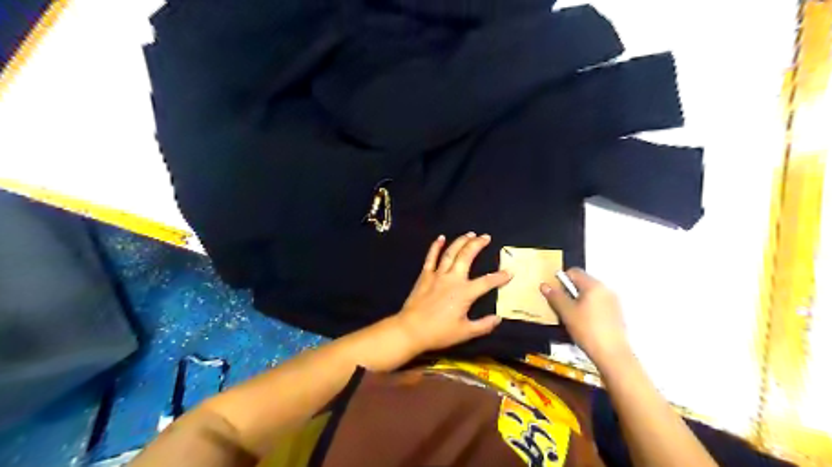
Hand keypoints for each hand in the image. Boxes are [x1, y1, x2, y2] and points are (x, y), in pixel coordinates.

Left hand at [395, 234, 510, 352]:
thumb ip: (483, 325)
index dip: (500, 277)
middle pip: (467, 256)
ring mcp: (437, 275)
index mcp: (465, 293)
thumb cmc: (439, 333)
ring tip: (470, 234)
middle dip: (478, 244)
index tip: (510, 272)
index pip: (486, 282)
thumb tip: (498, 318)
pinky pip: (431, 257)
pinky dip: (436, 246)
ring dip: (461, 241)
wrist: (411, 330)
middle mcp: (453, 279)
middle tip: (486, 237)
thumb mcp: (465, 333)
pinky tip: (441, 238)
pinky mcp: (425, 275)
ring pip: (451, 253)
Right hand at [540, 271, 630, 364]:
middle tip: (562, 307)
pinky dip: (589, 309)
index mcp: (594, 285)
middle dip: (570, 292)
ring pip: (590, 295)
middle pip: (582, 283)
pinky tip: (585, 324)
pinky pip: (598, 304)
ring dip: (579, 301)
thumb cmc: (587, 330)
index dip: (561, 280)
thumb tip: (545, 285)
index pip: (574, 272)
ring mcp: (613, 302)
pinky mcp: (616, 314)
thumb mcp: (567, 312)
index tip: (555, 294)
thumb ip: (555, 297)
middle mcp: (605, 289)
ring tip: (573, 318)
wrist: (612, 354)